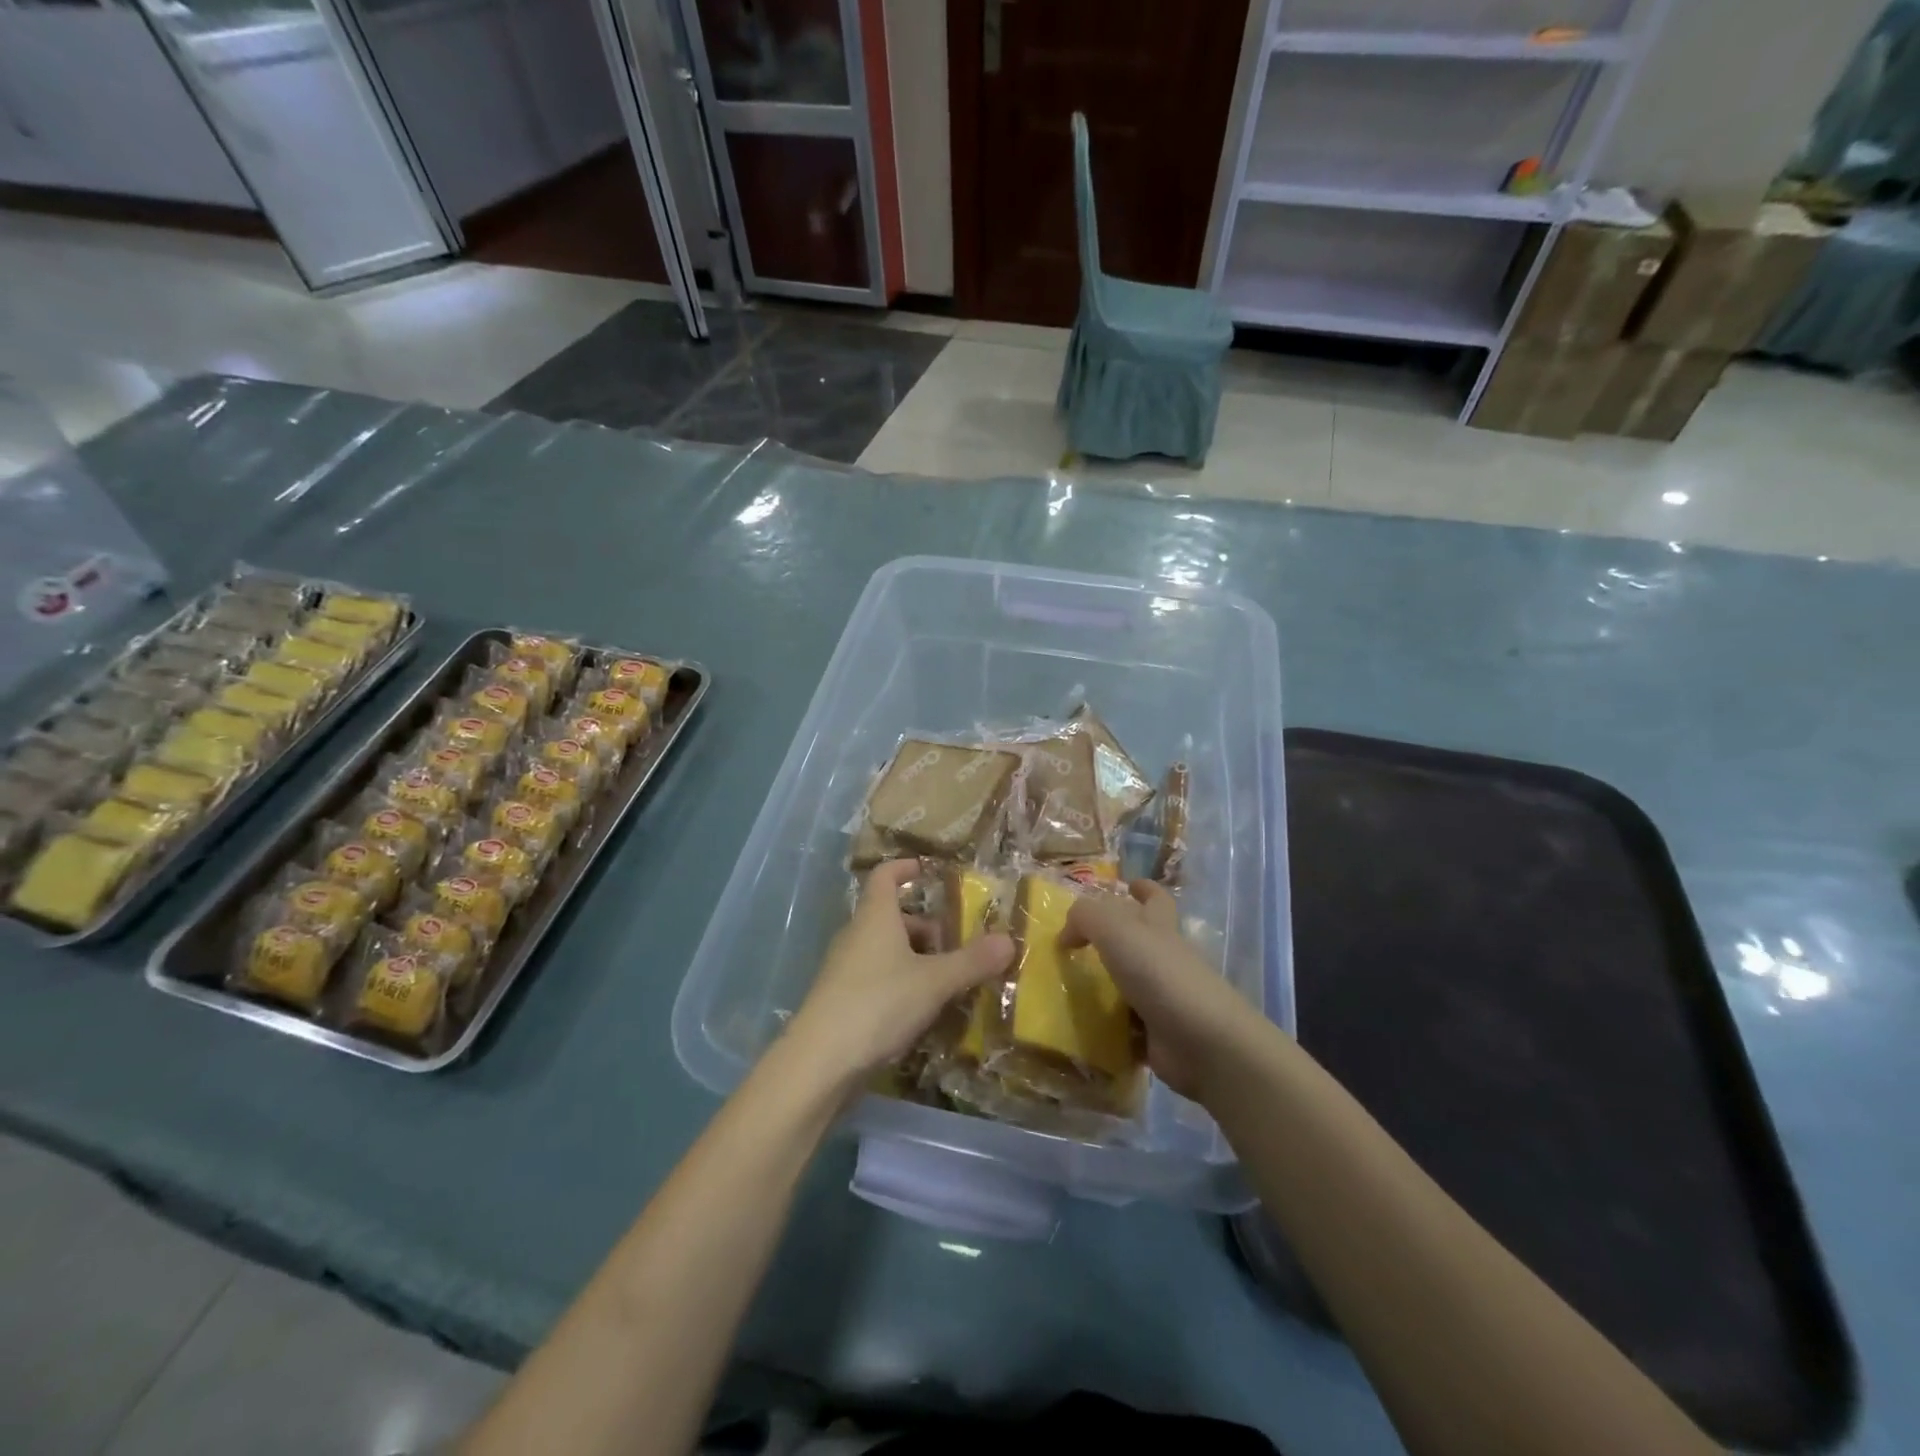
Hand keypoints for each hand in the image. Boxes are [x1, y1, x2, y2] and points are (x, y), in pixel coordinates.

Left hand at [784, 860, 1014, 1089]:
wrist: (819, 1062)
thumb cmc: (878, 1004)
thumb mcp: (934, 982)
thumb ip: (972, 961)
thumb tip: (1009, 940)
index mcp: (875, 916)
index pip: (885, 875)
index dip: (905, 868)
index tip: (928, 871)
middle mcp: (857, 935)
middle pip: (893, 917)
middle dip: (926, 927)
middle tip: (958, 945)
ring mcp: (846, 969)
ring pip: (886, 950)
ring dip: (917, 959)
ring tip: (948, 981)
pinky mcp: (842, 1001)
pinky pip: (878, 978)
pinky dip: (902, 984)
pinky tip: (923, 1011)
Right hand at [1064, 879, 1259, 1102]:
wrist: (1201, 1041)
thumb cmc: (1159, 973)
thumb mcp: (1114, 929)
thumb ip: (1084, 918)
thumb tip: (1066, 934)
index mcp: (1159, 927)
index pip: (1156, 900)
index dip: (1144, 889)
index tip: (1129, 885)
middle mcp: (1164, 959)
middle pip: (1143, 942)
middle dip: (1117, 939)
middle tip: (1081, 943)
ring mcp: (1164, 999)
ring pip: (1131, 985)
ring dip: (1105, 986)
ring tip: (1068, 985)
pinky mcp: (1158, 1035)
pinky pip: (1126, 1026)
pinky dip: (1107, 1027)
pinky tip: (1079, 1027)